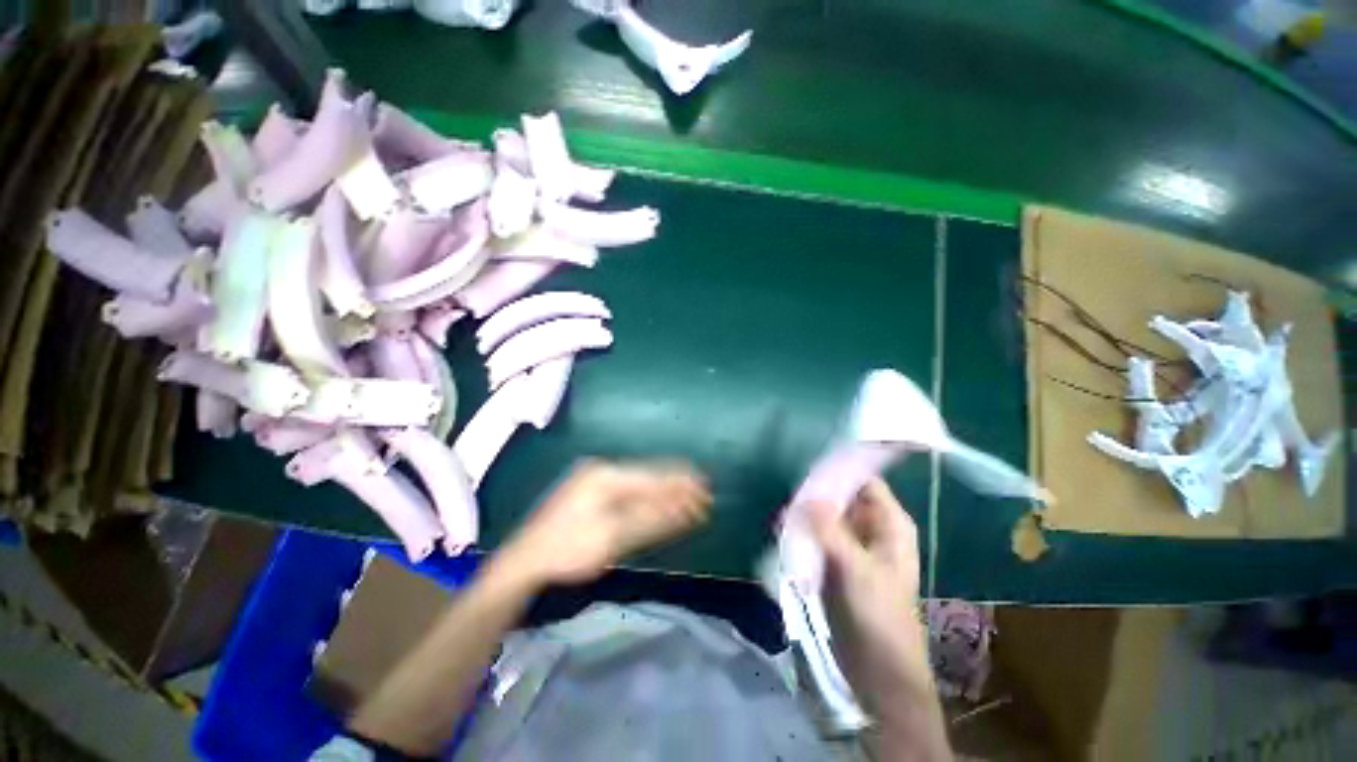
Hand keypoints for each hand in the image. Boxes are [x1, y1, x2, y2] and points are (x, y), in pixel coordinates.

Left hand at [500, 459, 711, 585]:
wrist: (524, 562)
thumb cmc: (568, 549)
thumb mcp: (613, 536)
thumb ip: (653, 519)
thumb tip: (688, 508)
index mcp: (607, 475)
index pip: (653, 476)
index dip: (681, 483)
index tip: (706, 488)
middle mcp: (603, 469)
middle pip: (648, 475)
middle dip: (676, 486)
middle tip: (704, 493)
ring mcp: (595, 479)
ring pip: (640, 482)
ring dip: (664, 491)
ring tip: (690, 497)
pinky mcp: (592, 491)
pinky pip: (629, 489)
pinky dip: (648, 497)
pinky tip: (662, 501)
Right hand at [808, 479, 933, 711]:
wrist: (878, 670)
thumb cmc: (879, 615)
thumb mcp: (855, 568)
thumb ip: (829, 530)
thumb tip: (804, 495)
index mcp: (889, 523)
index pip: (864, 480)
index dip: (839, 470)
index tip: (808, 465)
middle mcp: (871, 528)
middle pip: (842, 496)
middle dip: (817, 492)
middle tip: (788, 488)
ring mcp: (852, 544)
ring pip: (827, 515)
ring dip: (807, 512)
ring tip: (783, 509)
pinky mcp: (836, 560)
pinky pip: (818, 535)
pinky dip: (804, 530)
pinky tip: (785, 529)